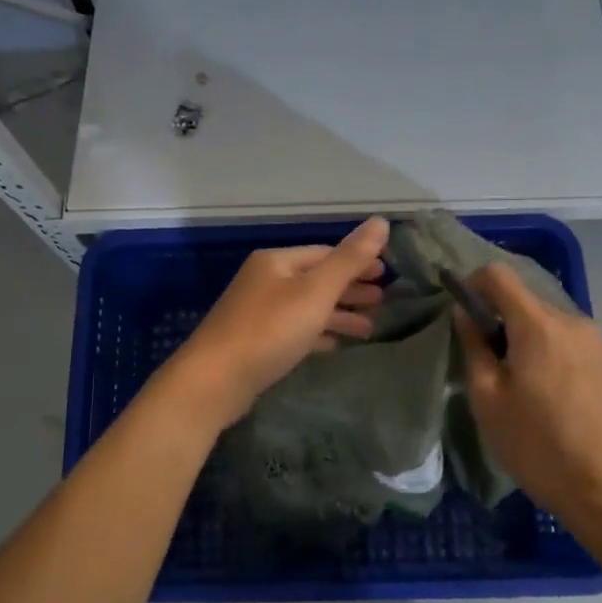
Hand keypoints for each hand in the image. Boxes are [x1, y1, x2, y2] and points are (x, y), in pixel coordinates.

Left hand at [164, 218, 389, 430]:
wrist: (214, 380)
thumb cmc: (269, 330)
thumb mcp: (315, 292)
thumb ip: (349, 259)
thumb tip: (381, 221)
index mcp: (276, 261)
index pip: (325, 253)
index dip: (357, 261)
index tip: (387, 274)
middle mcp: (265, 281)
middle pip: (316, 279)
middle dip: (350, 289)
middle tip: (383, 300)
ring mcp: (257, 312)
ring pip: (307, 307)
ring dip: (339, 314)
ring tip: (370, 329)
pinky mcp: (255, 342)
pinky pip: (295, 330)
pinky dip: (318, 334)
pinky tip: (336, 345)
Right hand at [454, 263, 601, 524]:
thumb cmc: (536, 445)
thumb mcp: (487, 399)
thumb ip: (474, 346)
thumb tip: (464, 313)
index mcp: (538, 326)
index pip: (500, 276)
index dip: (474, 285)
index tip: (465, 313)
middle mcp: (574, 321)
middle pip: (527, 301)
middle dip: (503, 320)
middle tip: (492, 363)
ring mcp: (600, 340)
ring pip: (551, 322)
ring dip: (531, 338)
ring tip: (526, 383)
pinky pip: (574, 341)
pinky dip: (555, 352)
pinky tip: (555, 393)